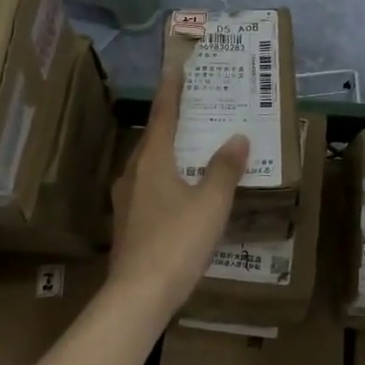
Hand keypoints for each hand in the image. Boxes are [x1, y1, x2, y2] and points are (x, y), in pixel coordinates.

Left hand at [109, 63, 248, 312]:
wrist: (138, 296)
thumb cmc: (177, 242)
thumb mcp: (210, 204)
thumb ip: (224, 169)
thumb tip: (237, 138)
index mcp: (152, 161)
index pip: (162, 116)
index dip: (171, 92)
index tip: (174, 69)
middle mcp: (134, 174)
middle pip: (154, 139)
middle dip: (173, 121)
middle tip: (196, 108)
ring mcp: (127, 199)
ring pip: (150, 165)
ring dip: (170, 151)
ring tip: (193, 147)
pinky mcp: (128, 222)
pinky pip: (149, 187)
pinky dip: (166, 177)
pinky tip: (181, 190)